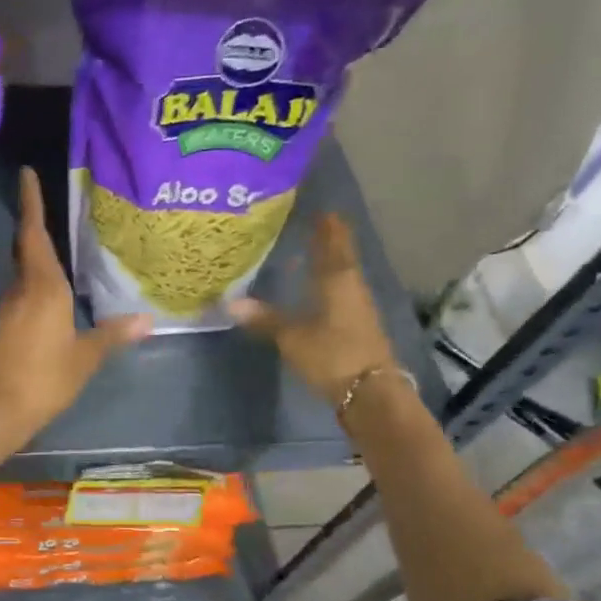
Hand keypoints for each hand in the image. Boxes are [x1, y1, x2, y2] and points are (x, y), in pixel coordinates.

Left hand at [0, 166, 150, 441]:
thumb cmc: (44, 378)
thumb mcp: (85, 357)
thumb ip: (112, 335)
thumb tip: (147, 321)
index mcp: (44, 287)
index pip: (35, 233)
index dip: (31, 202)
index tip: (25, 173)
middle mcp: (22, 290)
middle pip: (28, 249)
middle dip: (36, 225)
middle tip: (52, 205)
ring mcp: (8, 309)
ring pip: (25, 272)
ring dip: (38, 256)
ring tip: (61, 246)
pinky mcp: (2, 328)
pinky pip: (23, 294)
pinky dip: (36, 284)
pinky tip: (52, 294)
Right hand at [230, 213, 395, 405]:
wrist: (370, 392)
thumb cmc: (332, 355)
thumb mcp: (292, 337)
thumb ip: (264, 318)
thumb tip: (230, 303)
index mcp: (338, 279)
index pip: (333, 242)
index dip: (326, 225)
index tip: (317, 208)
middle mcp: (351, 286)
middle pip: (340, 255)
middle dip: (326, 240)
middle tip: (308, 224)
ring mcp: (358, 306)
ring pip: (342, 274)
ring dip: (327, 262)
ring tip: (306, 253)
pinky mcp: (358, 325)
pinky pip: (341, 292)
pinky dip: (328, 283)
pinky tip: (314, 289)